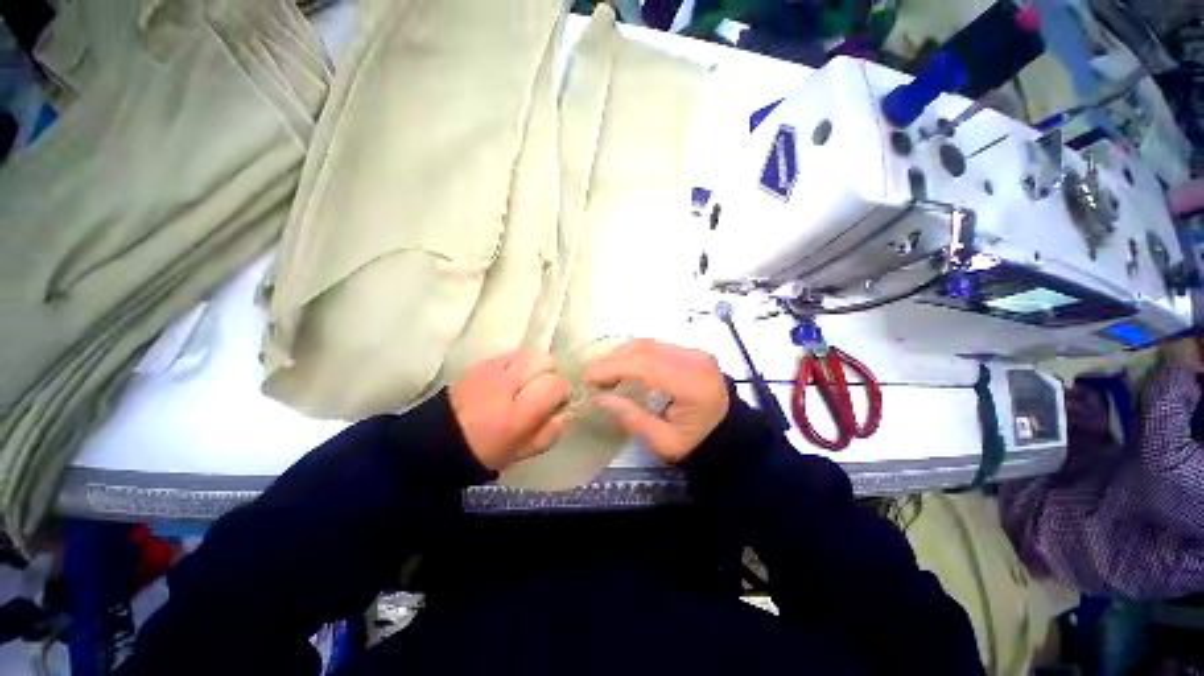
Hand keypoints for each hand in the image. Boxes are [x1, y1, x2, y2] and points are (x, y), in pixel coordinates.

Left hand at [449, 350, 570, 470]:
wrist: (440, 441)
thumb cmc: (486, 451)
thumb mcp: (524, 451)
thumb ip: (552, 431)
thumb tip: (567, 410)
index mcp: (518, 413)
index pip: (555, 384)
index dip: (561, 392)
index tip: (555, 402)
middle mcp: (506, 384)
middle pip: (545, 361)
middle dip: (550, 374)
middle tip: (541, 391)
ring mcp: (491, 370)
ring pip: (530, 353)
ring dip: (536, 366)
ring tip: (528, 382)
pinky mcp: (481, 363)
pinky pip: (512, 353)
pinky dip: (519, 362)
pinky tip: (511, 378)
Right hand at [584, 339, 728, 463]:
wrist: (729, 432)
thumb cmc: (698, 442)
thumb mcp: (664, 442)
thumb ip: (633, 418)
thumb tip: (601, 398)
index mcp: (693, 385)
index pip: (646, 366)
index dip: (613, 367)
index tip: (589, 377)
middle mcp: (695, 360)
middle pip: (645, 349)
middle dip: (612, 359)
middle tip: (591, 375)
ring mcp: (694, 352)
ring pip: (648, 343)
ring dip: (621, 354)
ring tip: (602, 371)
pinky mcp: (690, 351)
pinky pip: (655, 345)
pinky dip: (633, 353)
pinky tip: (621, 365)